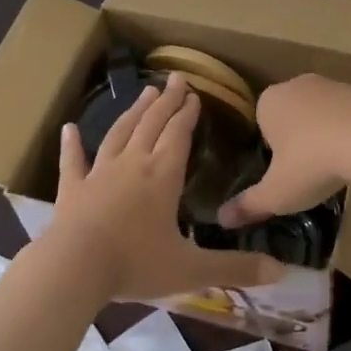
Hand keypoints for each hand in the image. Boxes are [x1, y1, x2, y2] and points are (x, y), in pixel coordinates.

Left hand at [48, 71, 285, 299]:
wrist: (74, 268)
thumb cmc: (135, 264)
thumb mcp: (192, 270)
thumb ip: (236, 267)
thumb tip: (281, 270)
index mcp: (163, 175)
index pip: (179, 134)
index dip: (188, 113)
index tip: (194, 94)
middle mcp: (133, 164)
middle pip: (152, 124)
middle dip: (166, 101)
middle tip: (175, 79)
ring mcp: (99, 174)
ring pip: (119, 133)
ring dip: (133, 112)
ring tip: (144, 92)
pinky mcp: (72, 189)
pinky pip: (73, 162)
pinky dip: (72, 145)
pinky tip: (69, 130)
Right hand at [218, 74, 350, 227]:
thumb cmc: (311, 162)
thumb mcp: (277, 193)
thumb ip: (249, 205)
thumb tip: (221, 220)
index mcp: (268, 102)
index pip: (261, 123)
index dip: (271, 149)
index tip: (283, 172)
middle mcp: (295, 84)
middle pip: (290, 114)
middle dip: (297, 138)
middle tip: (307, 170)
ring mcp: (330, 83)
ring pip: (320, 111)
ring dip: (324, 132)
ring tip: (334, 164)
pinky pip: (347, 112)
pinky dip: (349, 129)